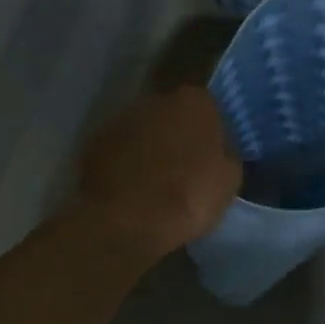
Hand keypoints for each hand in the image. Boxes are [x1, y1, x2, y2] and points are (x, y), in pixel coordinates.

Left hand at [75, 86, 242, 257]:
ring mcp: (121, 119)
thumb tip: (219, 150)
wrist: (127, 222)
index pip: (209, 108)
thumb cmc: (189, 196)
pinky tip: (131, 188)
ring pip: (144, 131)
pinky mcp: (95, 143)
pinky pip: (120, 150)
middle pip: (173, 114)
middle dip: (178, 134)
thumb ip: (226, 153)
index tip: (212, 154)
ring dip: (150, 147)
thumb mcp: (229, 179)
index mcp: (194, 102)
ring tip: (156, 181)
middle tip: (185, 166)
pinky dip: (126, 163)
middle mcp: (156, 100)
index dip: (211, 132)